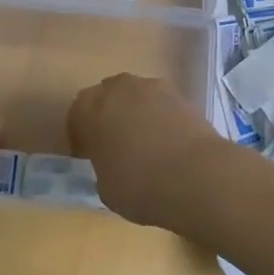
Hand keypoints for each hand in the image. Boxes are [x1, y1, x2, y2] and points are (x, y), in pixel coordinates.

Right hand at [67, 74, 217, 221]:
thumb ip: (103, 167)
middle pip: (106, 98)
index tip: (87, 155)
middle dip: (108, 117)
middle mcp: (118, 88)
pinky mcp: (182, 95)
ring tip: (146, 144)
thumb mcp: (105, 188)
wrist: (196, 177)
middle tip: (115, 145)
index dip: (81, 136)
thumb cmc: (139, 185)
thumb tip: (112, 164)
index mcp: (89, 108)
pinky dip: (161, 118)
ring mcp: (153, 87)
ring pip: (136, 97)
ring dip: (135, 114)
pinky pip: (161, 104)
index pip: (77, 116)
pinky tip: (168, 142)